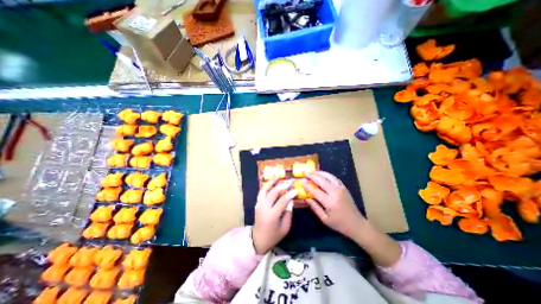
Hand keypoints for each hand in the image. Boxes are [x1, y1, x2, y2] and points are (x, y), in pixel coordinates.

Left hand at [253, 179, 297, 253]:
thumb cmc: (274, 235)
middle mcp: (264, 208)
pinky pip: (261, 192)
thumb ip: (288, 213)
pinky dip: (266, 186)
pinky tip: (271, 182)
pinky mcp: (257, 203)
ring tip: (278, 176)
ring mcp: (259, 204)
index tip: (295, 190)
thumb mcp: (285, 227)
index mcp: (272, 215)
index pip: (282, 201)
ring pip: (264, 190)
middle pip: (273, 193)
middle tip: (289, 181)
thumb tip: (290, 200)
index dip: (289, 194)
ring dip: (271, 182)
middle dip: (282, 186)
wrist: (258, 239)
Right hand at [304, 171, 367, 239]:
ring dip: (320, 173)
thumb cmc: (339, 224)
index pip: (315, 191)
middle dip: (312, 176)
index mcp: (329, 202)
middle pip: (322, 181)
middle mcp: (335, 193)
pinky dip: (328, 175)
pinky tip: (323, 174)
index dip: (308, 186)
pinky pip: (335, 178)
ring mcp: (341, 189)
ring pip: (329, 177)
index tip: (301, 181)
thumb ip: (315, 207)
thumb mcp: (325, 219)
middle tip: (305, 173)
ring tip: (313, 171)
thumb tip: (305, 198)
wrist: (357, 224)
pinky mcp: (344, 188)